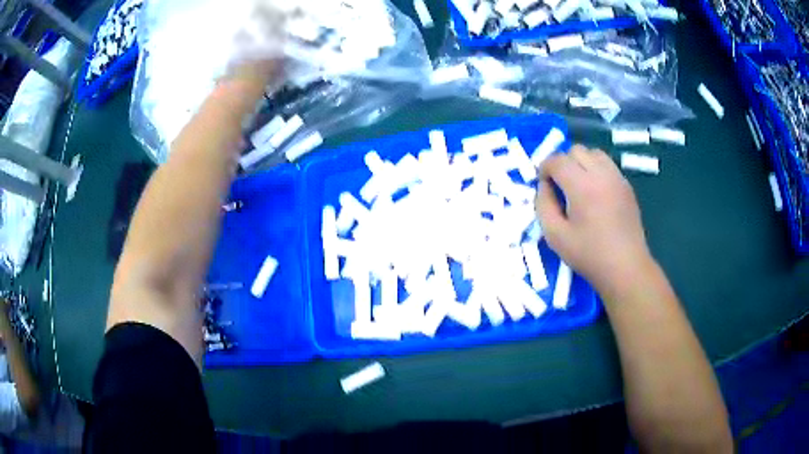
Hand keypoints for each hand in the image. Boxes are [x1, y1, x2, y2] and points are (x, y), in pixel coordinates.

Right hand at [535, 145, 651, 293]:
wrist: (626, 267)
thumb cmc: (589, 255)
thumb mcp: (555, 236)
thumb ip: (543, 205)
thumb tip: (543, 186)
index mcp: (582, 186)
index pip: (557, 160)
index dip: (544, 168)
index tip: (543, 185)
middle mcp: (601, 174)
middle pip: (575, 150)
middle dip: (563, 163)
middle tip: (560, 187)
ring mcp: (617, 178)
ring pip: (593, 153)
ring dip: (581, 163)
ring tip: (578, 186)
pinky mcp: (626, 186)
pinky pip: (607, 165)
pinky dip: (596, 170)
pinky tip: (595, 193)